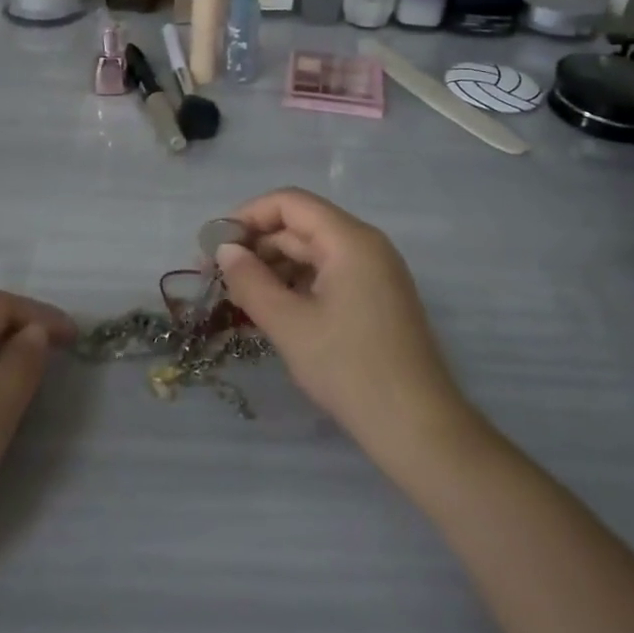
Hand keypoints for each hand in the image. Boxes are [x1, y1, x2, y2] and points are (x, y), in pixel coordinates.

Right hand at [216, 188, 470, 463]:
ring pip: (313, 253)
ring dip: (274, 268)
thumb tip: (225, 251)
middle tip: (217, 274)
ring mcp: (375, 272)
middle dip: (257, 245)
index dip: (248, 215)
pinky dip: (297, 286)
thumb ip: (251, 281)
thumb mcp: (289, 325)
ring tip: (238, 296)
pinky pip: (328, 275)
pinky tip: (271, 310)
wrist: (418, 429)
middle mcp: (366, 245)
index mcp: (350, 239)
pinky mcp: (376, 298)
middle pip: (301, 226)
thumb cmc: (350, 369)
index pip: (290, 203)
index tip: (215, 243)